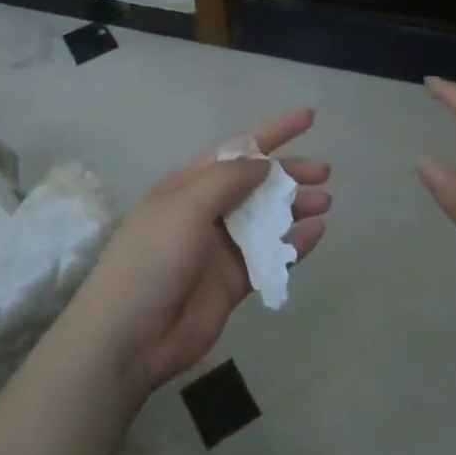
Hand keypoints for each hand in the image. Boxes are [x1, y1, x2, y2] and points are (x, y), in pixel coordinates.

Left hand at [67, 110, 330, 400]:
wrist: (130, 336)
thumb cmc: (152, 259)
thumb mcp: (185, 206)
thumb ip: (227, 180)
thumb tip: (264, 162)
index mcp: (187, 185)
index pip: (236, 149)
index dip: (272, 132)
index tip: (308, 118)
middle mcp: (205, 211)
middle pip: (255, 183)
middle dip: (289, 173)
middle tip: (324, 172)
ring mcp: (220, 248)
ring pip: (266, 219)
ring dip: (295, 208)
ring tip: (325, 202)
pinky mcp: (233, 282)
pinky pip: (270, 257)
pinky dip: (294, 245)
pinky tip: (316, 234)